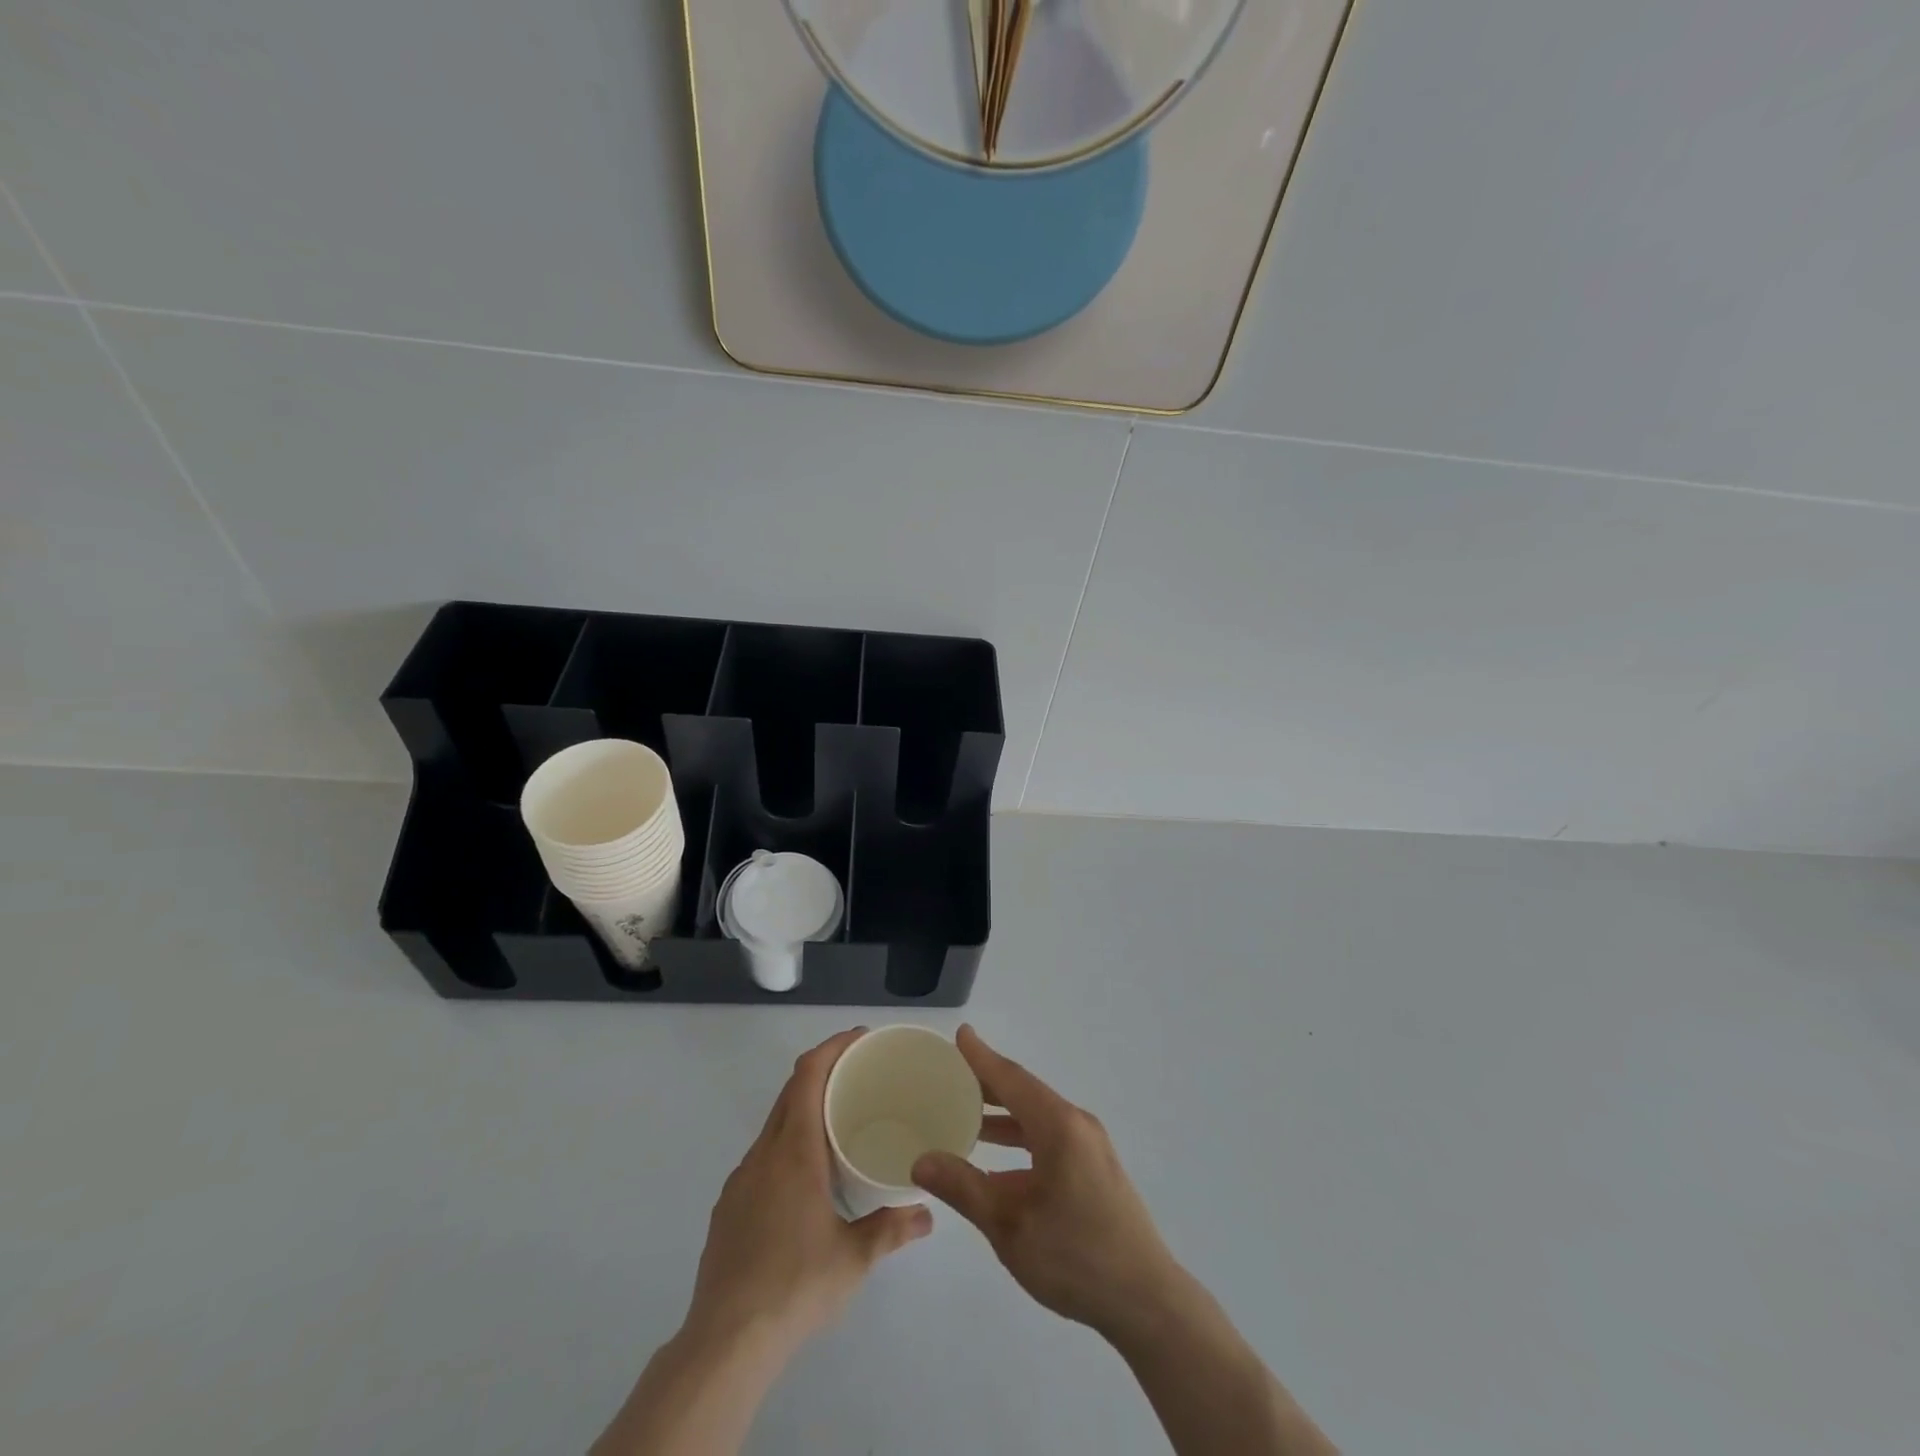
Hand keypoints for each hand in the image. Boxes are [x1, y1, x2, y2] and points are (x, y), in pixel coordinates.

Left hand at [685, 1028, 931, 1359]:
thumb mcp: (855, 1258)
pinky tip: (805, 1177)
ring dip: (803, 1108)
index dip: (832, 1047)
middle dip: (822, 1071)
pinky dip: (787, 1143)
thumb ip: (892, 1228)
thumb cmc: (797, 1285)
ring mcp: (740, 1180)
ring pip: (774, 1124)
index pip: (808, 1076)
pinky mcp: (728, 1206)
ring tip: (837, 1122)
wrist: (726, 1341)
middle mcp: (764, 1154)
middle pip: (790, 1092)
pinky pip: (762, 1156)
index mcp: (794, 1152)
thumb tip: (928, 1214)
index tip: (859, 1038)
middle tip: (859, 1073)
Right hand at [911, 1025, 1181, 1339]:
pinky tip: (998, 1162)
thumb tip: (921, 1160)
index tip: (960, 1034)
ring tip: (966, 1116)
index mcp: (1058, 1126)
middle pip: (1025, 1093)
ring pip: (1038, 1117)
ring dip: (1004, 1115)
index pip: (1012, 1079)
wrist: (1146, 1301)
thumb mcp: (1009, 1225)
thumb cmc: (1075, 1257)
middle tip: (951, 1075)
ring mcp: (1090, 1147)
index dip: (982, 1057)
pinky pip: (1050, 1138)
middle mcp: (1076, 1125)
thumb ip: (964, 1188)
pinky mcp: (1095, 1169)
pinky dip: (1021, 1138)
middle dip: (988, 1084)